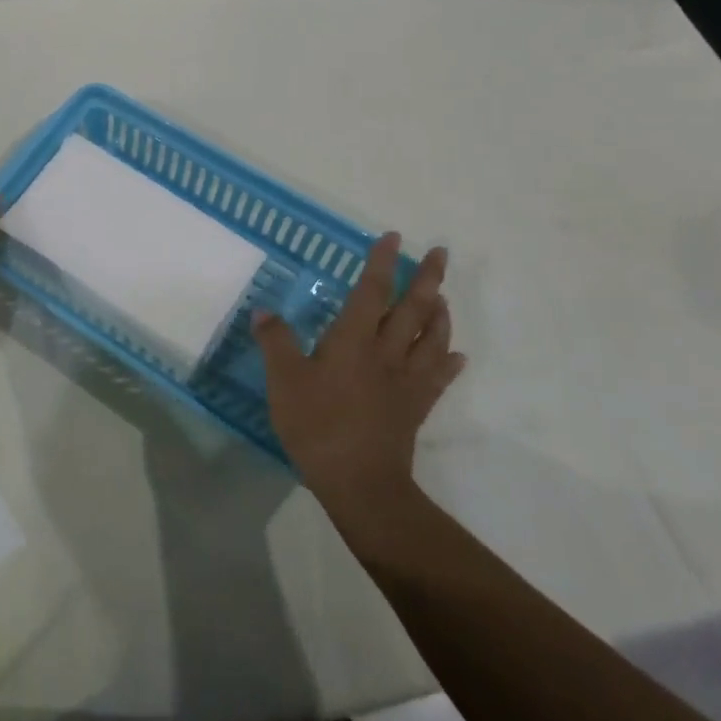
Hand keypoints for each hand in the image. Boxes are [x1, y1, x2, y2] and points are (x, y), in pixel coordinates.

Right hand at [253, 235, 463, 503]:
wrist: (360, 483)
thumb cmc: (318, 426)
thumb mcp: (284, 381)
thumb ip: (275, 342)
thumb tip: (263, 310)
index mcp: (353, 340)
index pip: (371, 291)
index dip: (381, 263)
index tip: (393, 237)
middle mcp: (386, 352)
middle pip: (412, 309)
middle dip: (427, 278)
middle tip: (441, 254)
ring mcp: (406, 381)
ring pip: (431, 339)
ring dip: (440, 314)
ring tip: (444, 297)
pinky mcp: (416, 408)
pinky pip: (438, 379)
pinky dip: (448, 363)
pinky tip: (457, 356)